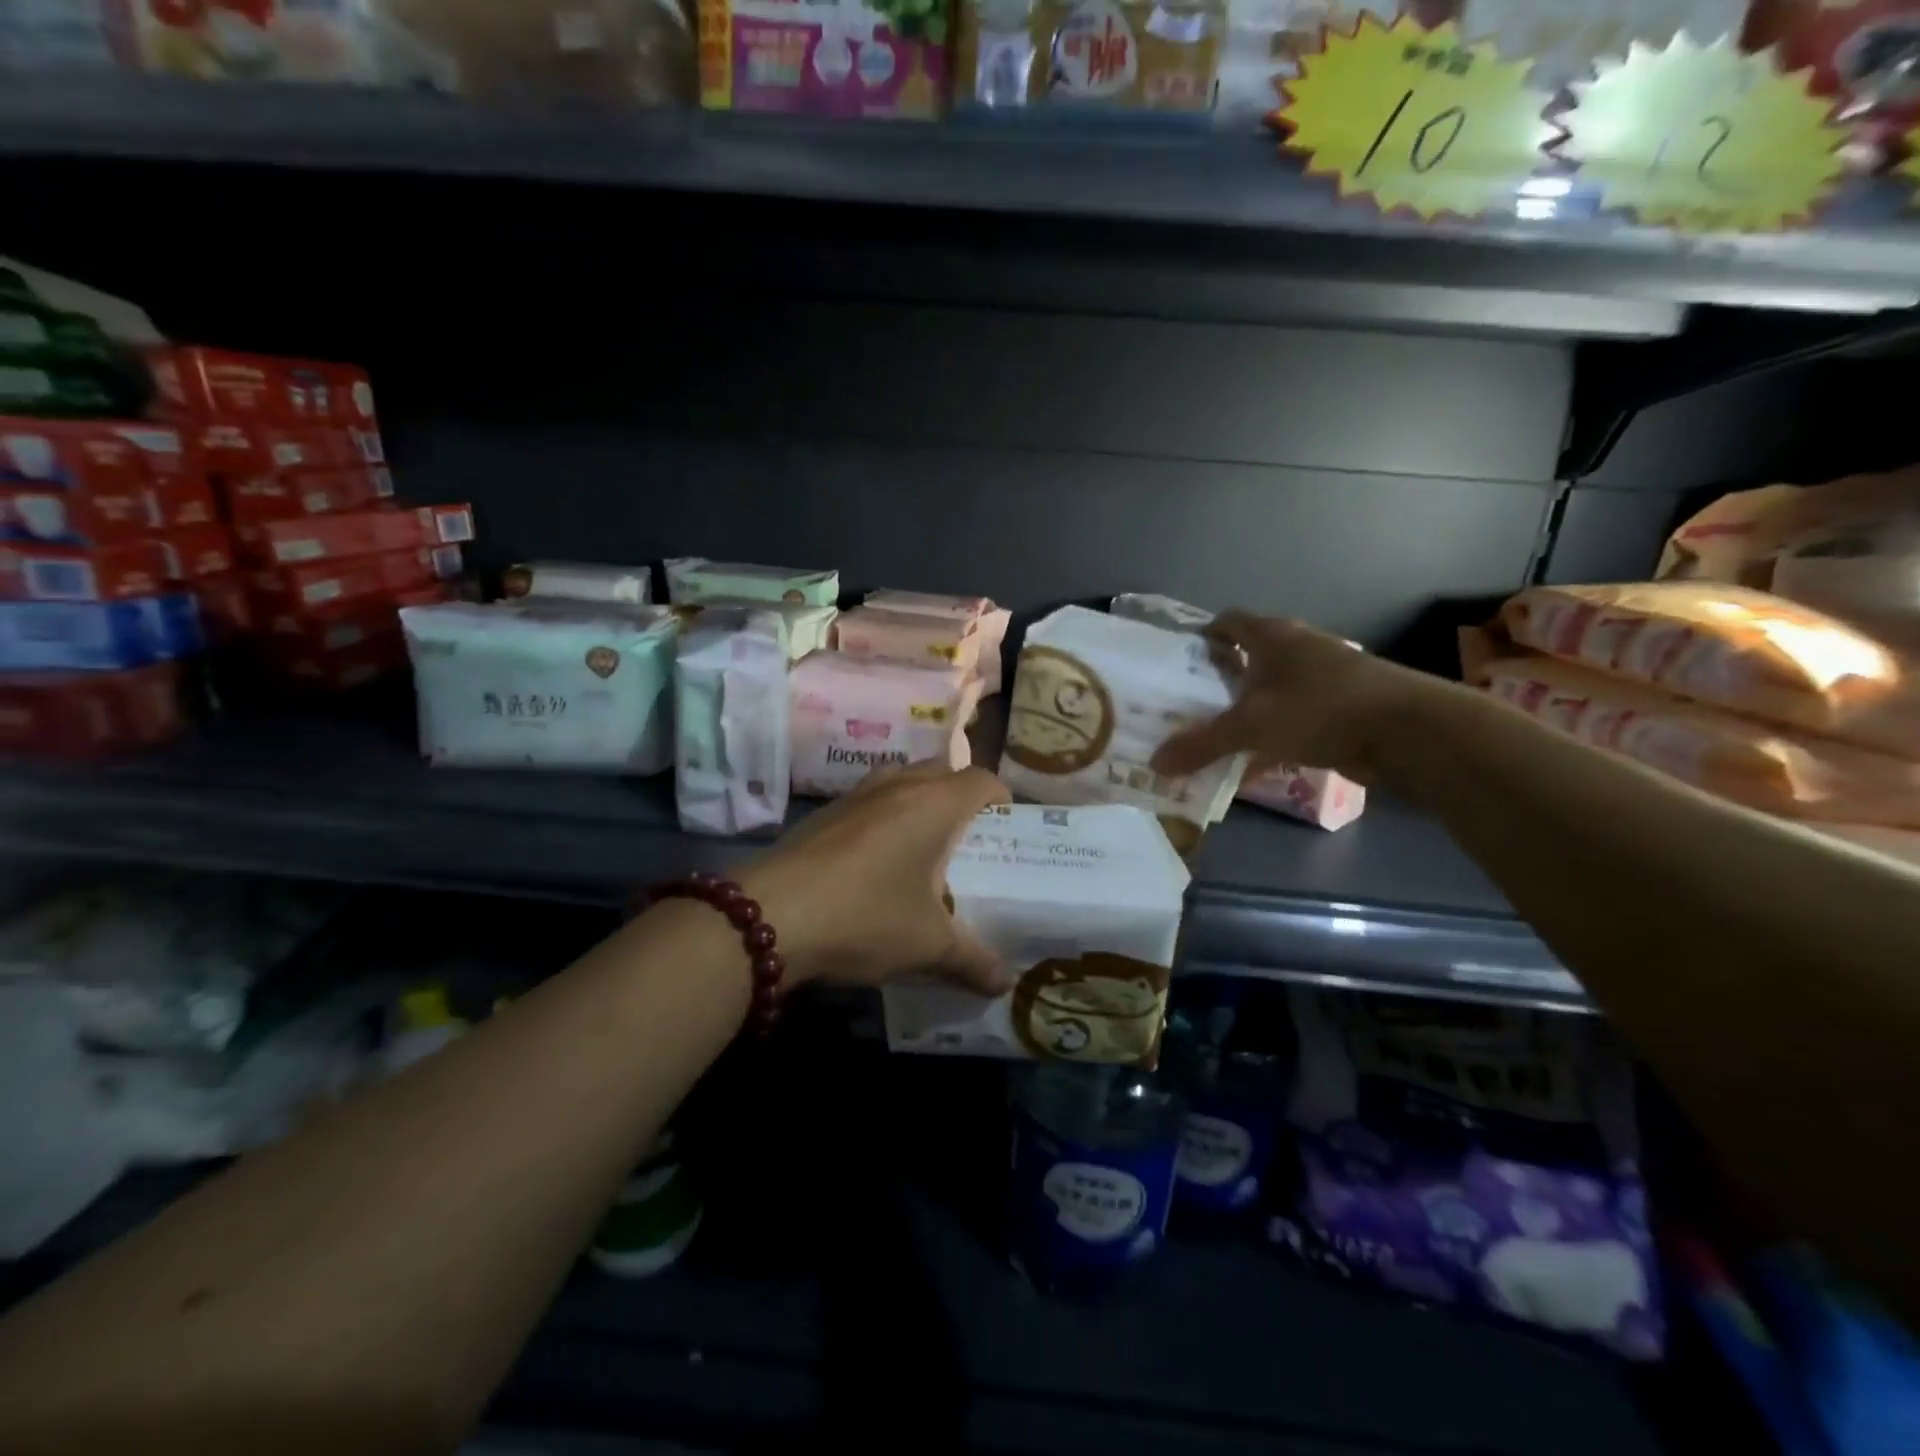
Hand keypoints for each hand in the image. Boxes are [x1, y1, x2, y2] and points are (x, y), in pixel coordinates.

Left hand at [736, 763, 1012, 993]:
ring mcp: (856, 794)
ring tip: (925, 846)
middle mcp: (898, 785)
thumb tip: (1006, 983)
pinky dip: (885, 816)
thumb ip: (973, 961)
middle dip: (960, 798)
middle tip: (969, 840)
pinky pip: (870, 800)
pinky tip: (877, 861)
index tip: (1007, 826)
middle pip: (942, 773)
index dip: (1001, 798)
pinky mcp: (825, 812)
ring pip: (902, 780)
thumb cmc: (866, 916)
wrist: (770, 915)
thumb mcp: (927, 946)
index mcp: (935, 804)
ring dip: (919, 802)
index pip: (982, 779)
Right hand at [1150, 612, 1446, 781]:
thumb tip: (1155, 763)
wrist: (1408, 731)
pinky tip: (1252, 764)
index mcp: (1274, 637)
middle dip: (1219, 680)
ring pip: (1271, 692)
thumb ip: (1202, 744)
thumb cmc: (1320, 709)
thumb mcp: (1251, 727)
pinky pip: (1292, 720)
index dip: (1203, 637)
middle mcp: (1298, 650)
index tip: (1181, 662)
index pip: (1229, 622)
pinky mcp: (1340, 710)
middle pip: (1249, 658)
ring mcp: (1323, 680)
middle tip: (1188, 705)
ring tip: (1214, 735)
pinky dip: (1271, 737)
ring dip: (1246, 711)